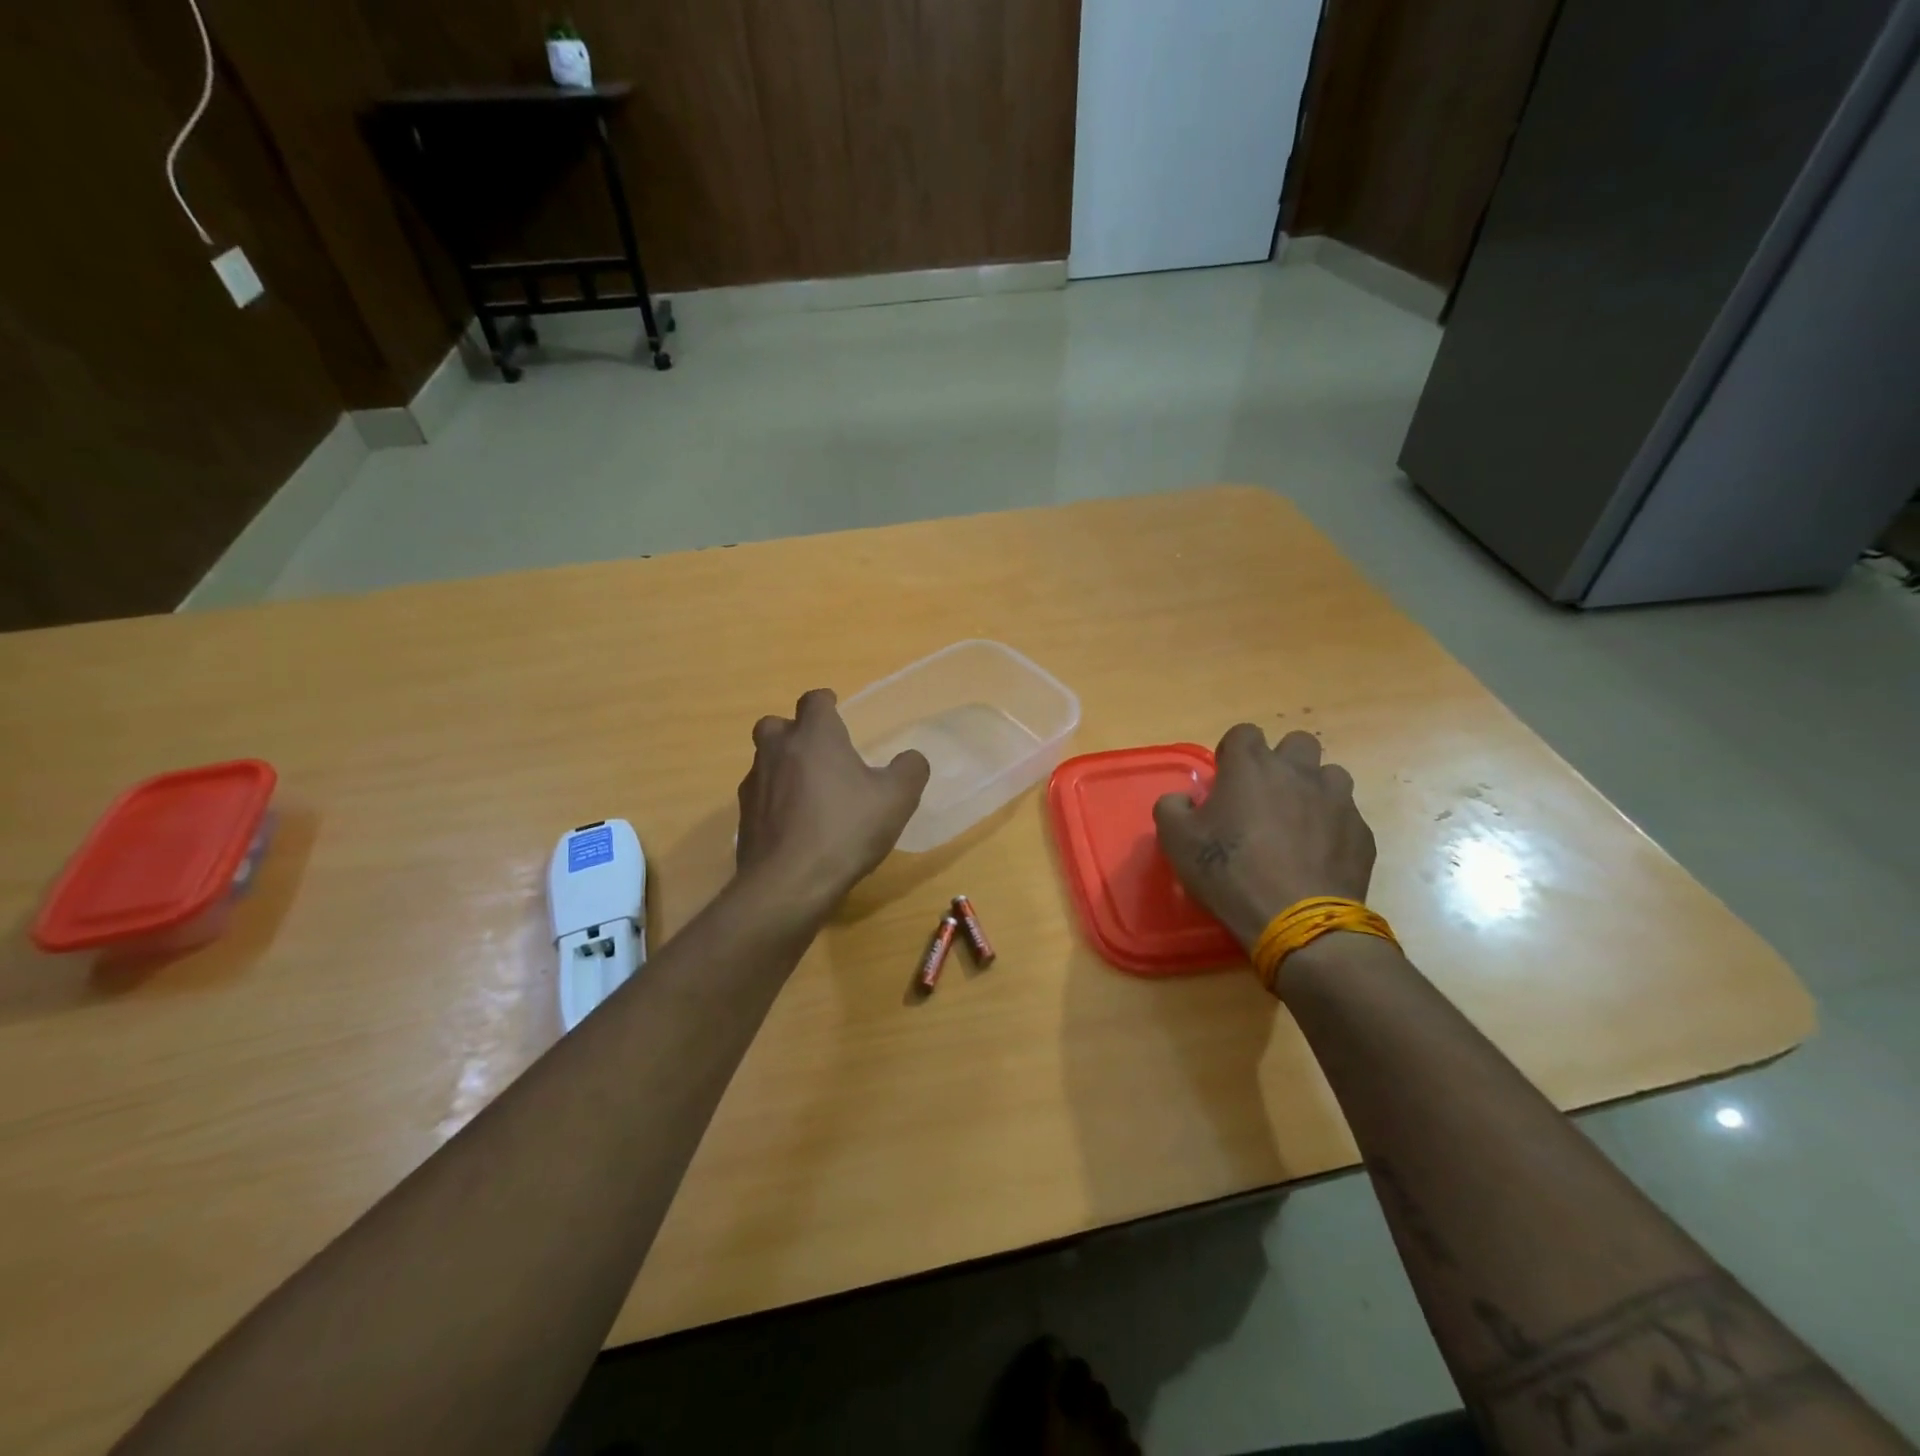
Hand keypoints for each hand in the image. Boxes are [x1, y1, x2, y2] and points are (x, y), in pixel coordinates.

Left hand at [736, 688, 930, 913]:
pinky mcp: (743, 817)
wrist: (789, 883)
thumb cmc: (846, 829)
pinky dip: (774, 800)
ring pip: (764, 760)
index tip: (836, 710)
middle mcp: (778, 750)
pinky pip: (759, 796)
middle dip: (795, 731)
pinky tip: (794, 824)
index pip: (814, 700)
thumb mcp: (897, 799)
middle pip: (776, 724)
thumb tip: (911, 758)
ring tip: (808, 790)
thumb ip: (910, 770)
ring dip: (782, 766)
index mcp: (815, 736)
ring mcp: (755, 784)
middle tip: (818, 750)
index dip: (826, 702)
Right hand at [1154, 726, 1375, 949]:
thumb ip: (1171, 808)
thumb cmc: (1229, 872)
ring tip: (1297, 823)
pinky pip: (1347, 817)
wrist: (1296, 920)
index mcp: (1251, 766)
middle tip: (1265, 796)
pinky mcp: (1361, 833)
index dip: (1233, 753)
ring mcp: (1337, 801)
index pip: (1244, 732)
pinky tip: (1317, 857)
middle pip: (1298, 743)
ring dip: (1313, 791)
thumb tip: (1181, 800)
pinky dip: (1332, 828)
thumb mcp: (1176, 841)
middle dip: (1282, 762)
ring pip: (1330, 776)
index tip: (1225, 780)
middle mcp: (1298, 772)